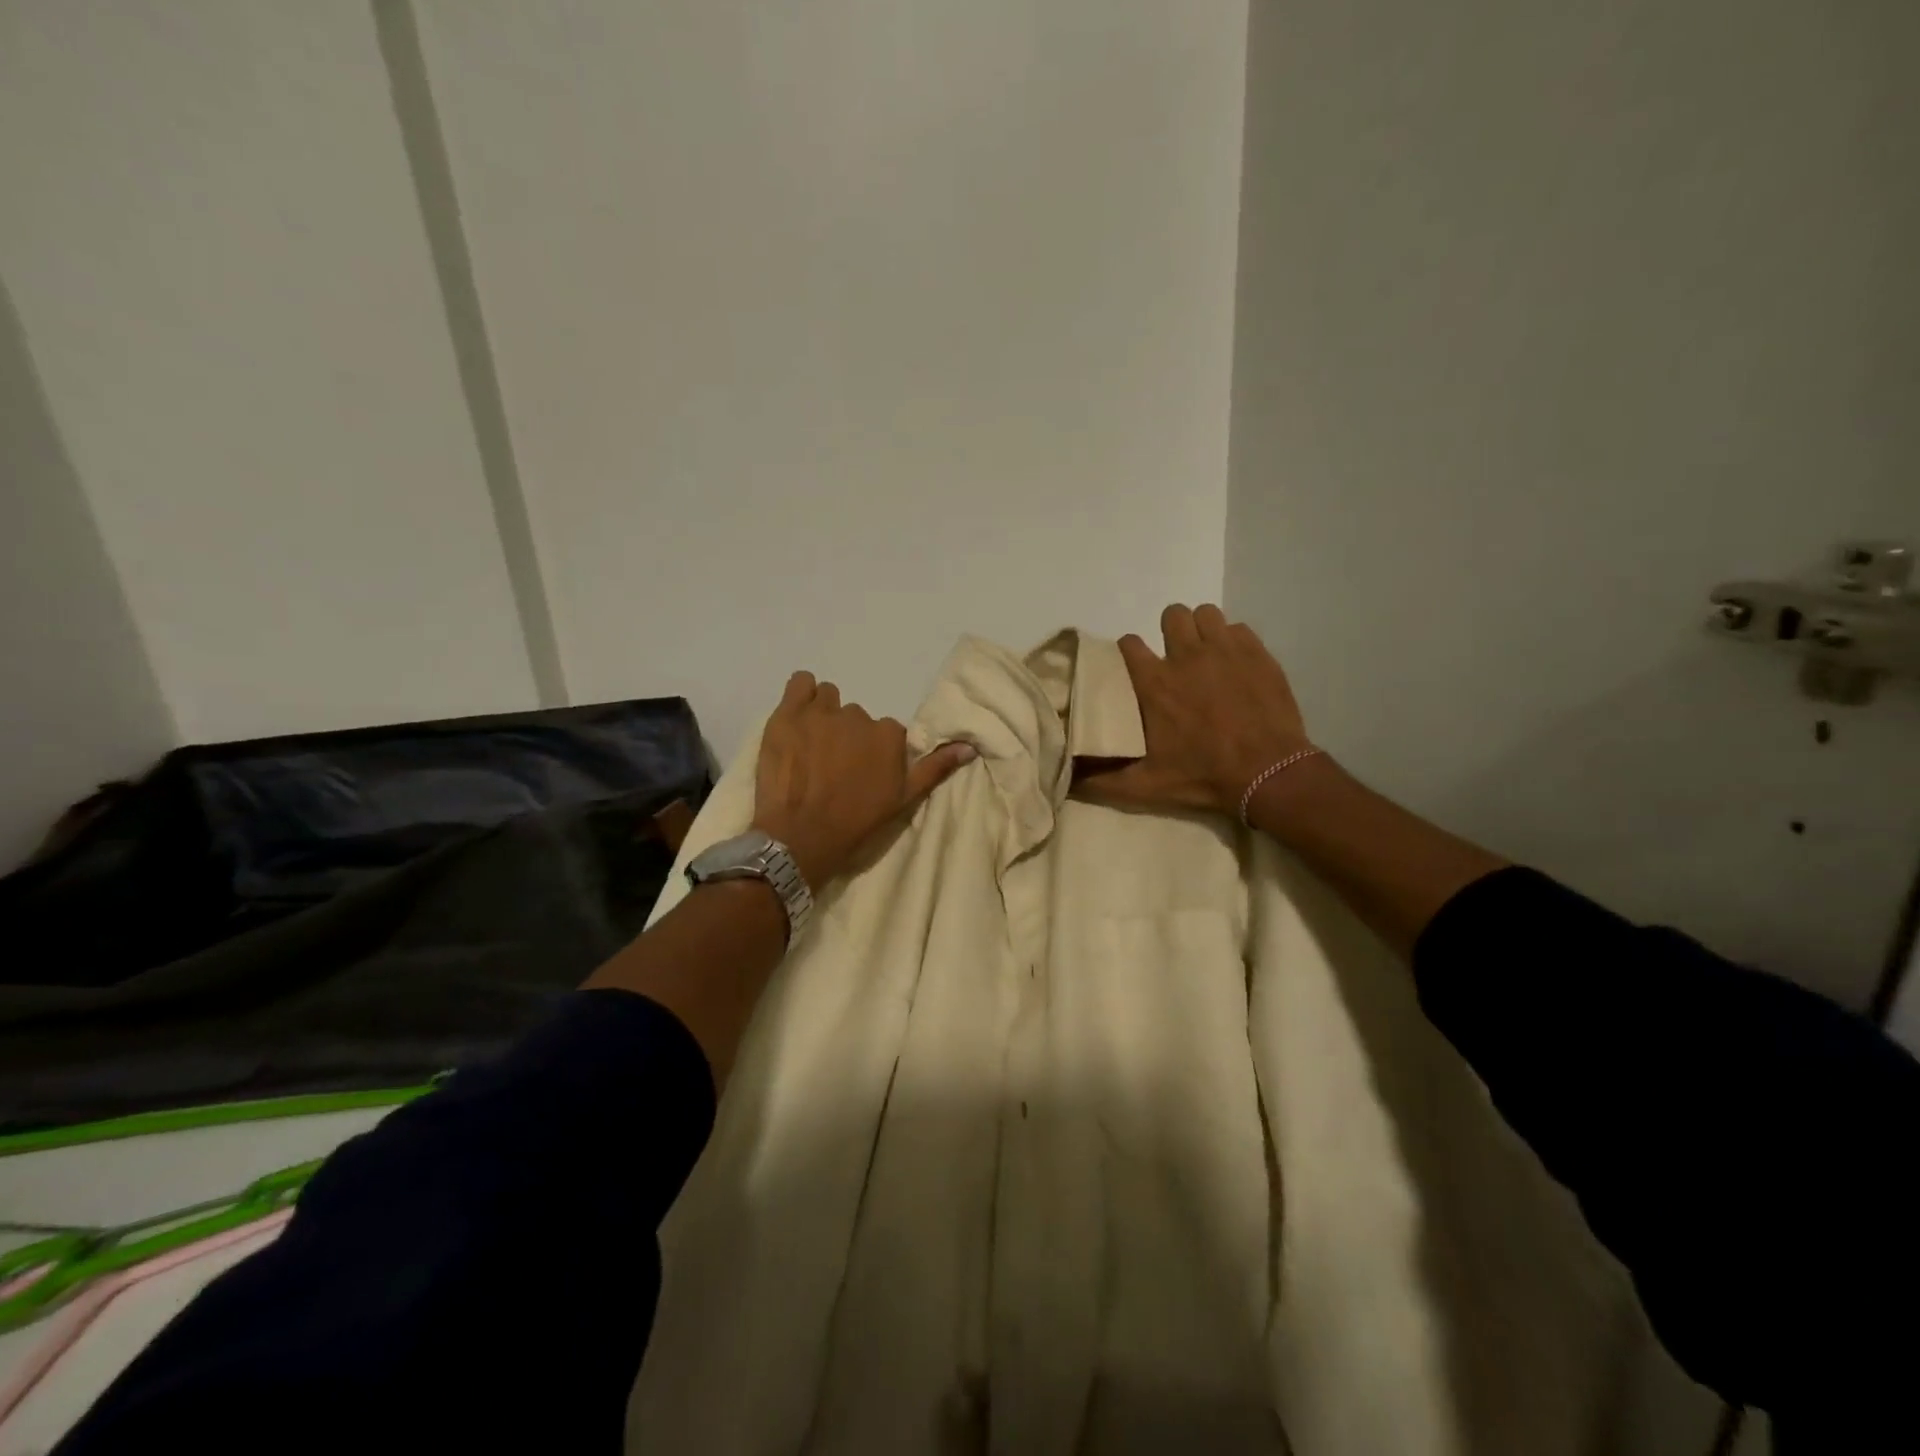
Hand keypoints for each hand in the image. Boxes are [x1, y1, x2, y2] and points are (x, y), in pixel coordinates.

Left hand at [751, 671, 975, 887]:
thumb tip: (969, 746)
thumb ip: (935, 767)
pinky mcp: (788, 714)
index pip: (886, 732)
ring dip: (823, 714)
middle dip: (847, 735)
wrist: (801, 836)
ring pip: (828, 699)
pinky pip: (800, 683)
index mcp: (888, 734)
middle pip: (856, 717)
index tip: (861, 772)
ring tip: (812, 743)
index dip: (873, 751)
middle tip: (833, 765)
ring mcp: (820, 713)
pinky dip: (800, 696)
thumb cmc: (855, 822)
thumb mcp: (903, 800)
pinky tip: (797, 717)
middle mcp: (858, 716)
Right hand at [1075, 604, 1311, 815]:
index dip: (1129, 652)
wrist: (1268, 774)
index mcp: (1154, 683)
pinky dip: (1233, 641)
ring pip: (1205, 614)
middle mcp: (1186, 656)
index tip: (1135, 667)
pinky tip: (1235, 664)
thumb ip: (1102, 781)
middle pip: (1171, 616)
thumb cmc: (1203, 777)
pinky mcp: (1257, 653)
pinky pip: (1238, 628)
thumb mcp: (1145, 787)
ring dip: (1202, 630)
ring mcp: (1225, 650)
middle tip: (1176, 658)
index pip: (1129, 644)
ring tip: (1206, 654)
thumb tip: (1068, 780)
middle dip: (1170, 632)